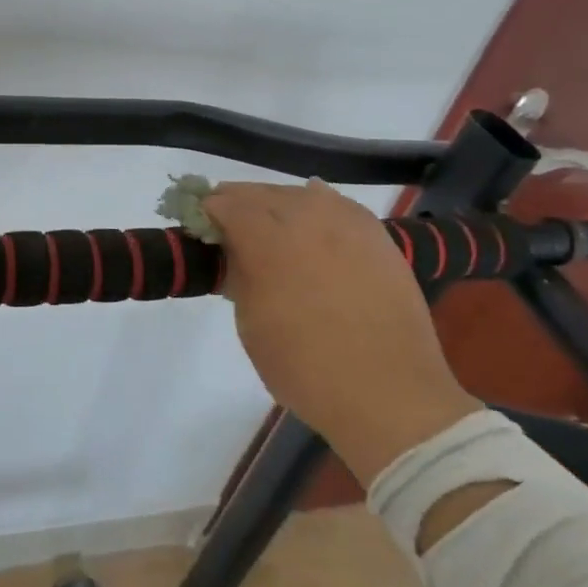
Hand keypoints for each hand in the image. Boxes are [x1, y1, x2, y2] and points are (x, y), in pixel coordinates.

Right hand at [204, 180, 480, 483]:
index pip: (224, 204)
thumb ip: (237, 275)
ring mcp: (346, 222)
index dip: (206, 213)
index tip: (199, 229)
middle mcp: (306, 217)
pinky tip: (309, 221)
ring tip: (267, 228)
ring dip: (275, 204)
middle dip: (237, 204)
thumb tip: (232, 252)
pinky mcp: (376, 235)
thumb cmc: (304, 367)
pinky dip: (315, 207)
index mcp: (266, 239)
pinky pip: (336, 204)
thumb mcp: (249, 323)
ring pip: (298, 193)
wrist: (388, 394)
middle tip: (226, 229)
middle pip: (259, 192)